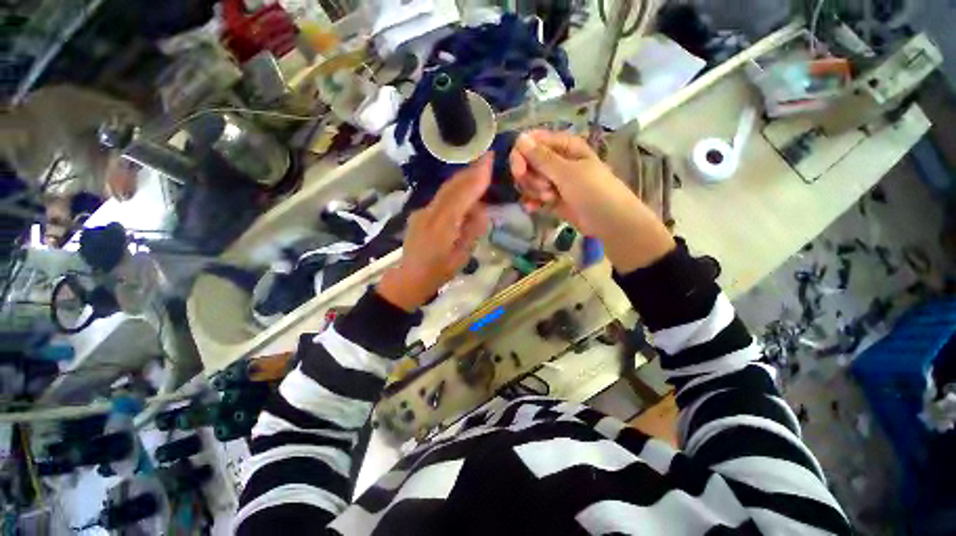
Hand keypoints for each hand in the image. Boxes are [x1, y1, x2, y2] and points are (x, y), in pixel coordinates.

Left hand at [377, 155, 491, 310]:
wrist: (409, 278)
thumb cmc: (438, 273)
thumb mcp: (462, 257)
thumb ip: (471, 231)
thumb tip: (480, 210)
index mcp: (442, 228)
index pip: (461, 197)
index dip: (475, 179)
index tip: (489, 161)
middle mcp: (429, 215)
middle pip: (451, 187)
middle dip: (469, 172)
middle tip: (486, 159)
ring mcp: (421, 212)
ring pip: (444, 190)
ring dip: (462, 180)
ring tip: (478, 172)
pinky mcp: (418, 214)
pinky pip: (439, 198)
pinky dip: (453, 191)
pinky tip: (463, 193)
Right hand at [510, 130, 674, 272]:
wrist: (609, 222)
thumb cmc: (593, 191)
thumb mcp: (567, 173)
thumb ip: (541, 158)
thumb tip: (519, 138)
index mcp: (564, 146)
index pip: (532, 142)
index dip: (521, 155)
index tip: (519, 171)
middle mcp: (557, 160)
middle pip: (528, 162)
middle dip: (530, 177)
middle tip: (544, 187)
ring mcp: (554, 180)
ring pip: (529, 181)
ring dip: (534, 190)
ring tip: (550, 198)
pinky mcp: (552, 198)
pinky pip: (533, 196)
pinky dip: (532, 202)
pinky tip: (533, 208)